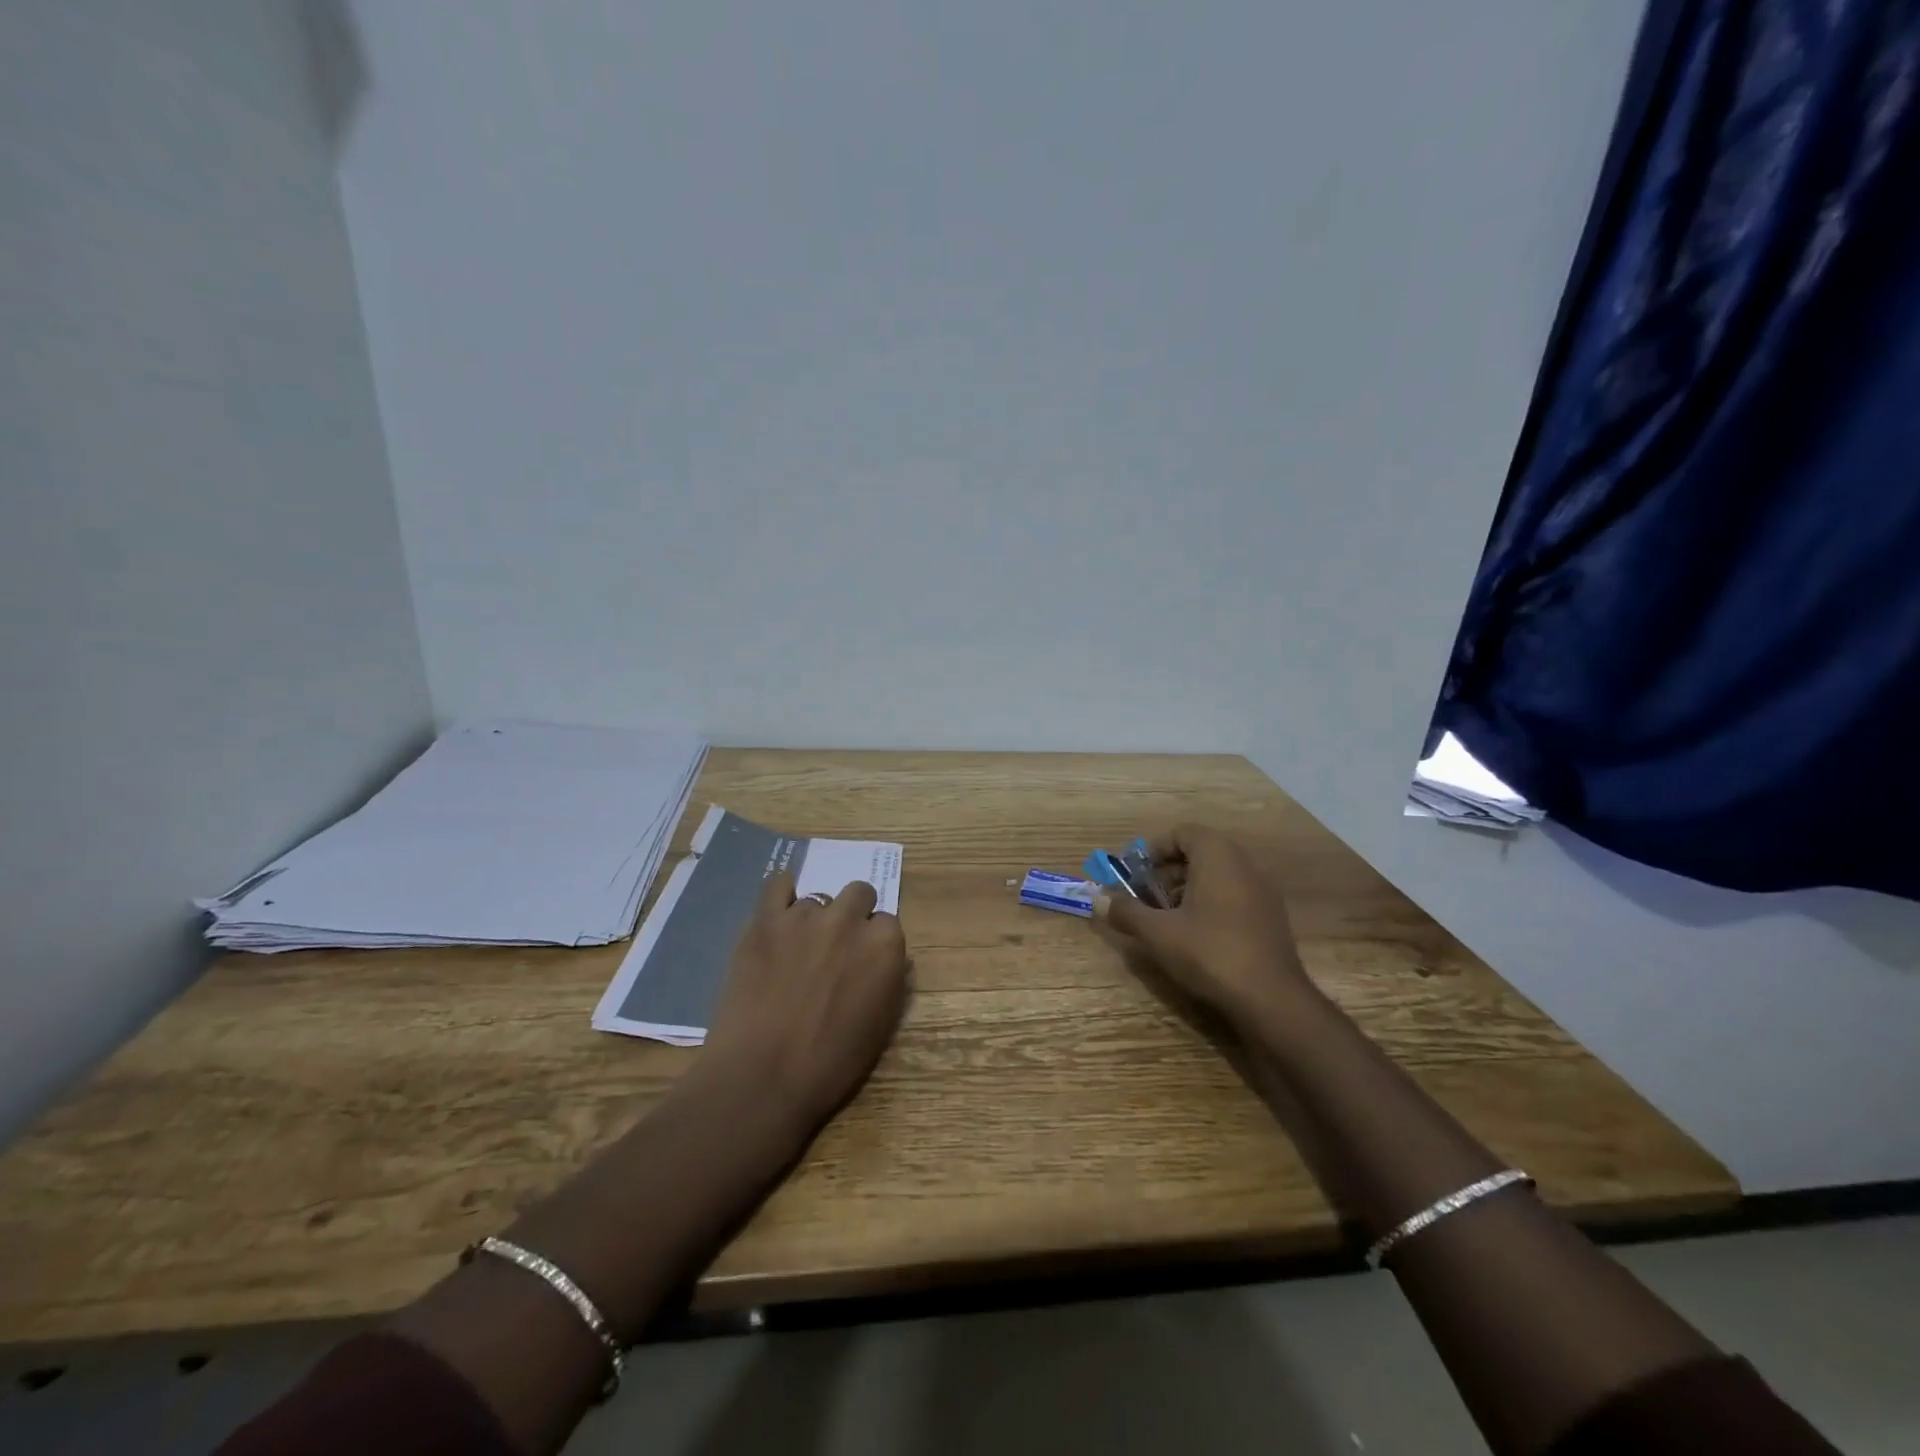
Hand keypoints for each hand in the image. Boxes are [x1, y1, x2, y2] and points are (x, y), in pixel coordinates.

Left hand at [696, 872, 909, 1137]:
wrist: (761, 1077)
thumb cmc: (828, 1064)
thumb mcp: (880, 1025)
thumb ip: (887, 978)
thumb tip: (883, 956)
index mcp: (884, 946)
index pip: (887, 923)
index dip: (874, 943)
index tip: (862, 963)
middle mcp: (849, 920)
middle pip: (858, 894)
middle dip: (852, 916)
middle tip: (835, 949)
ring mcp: (804, 916)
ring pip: (818, 898)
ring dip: (814, 919)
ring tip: (797, 950)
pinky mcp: (765, 920)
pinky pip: (777, 884)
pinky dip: (781, 894)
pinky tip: (778, 912)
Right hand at [1093, 824, 1314, 1030]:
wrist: (1272, 999)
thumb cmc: (1210, 952)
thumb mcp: (1158, 932)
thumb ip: (1126, 912)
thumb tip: (1098, 901)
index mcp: (1218, 855)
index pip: (1182, 832)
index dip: (1154, 849)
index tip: (1136, 873)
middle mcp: (1244, 864)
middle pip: (1199, 852)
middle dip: (1168, 871)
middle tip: (1146, 896)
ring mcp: (1262, 891)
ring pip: (1217, 875)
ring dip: (1187, 889)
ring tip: (1166, 918)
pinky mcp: (1270, 917)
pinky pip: (1233, 895)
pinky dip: (1210, 904)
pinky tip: (1195, 936)